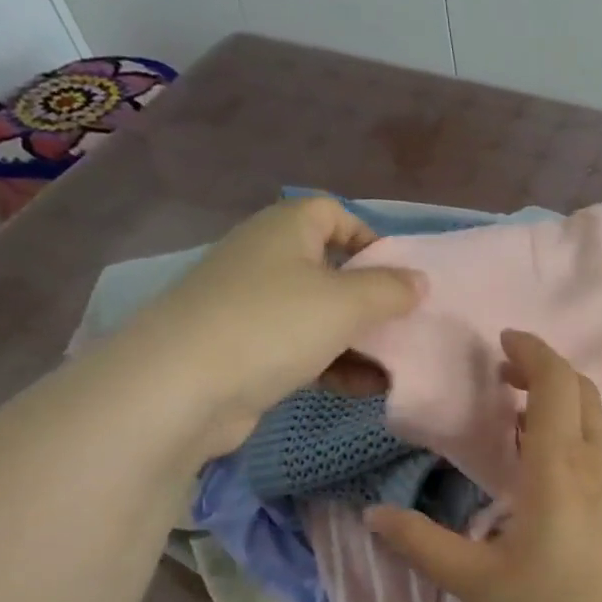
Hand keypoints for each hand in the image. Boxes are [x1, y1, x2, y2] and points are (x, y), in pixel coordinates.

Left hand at [114, 196, 424, 453]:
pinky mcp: (246, 350)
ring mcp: (252, 307)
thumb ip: (390, 290)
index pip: (333, 213)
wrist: (181, 388)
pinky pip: (303, 349)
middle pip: (331, 269)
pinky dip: (335, 364)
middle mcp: (266, 260)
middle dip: (372, 299)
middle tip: (405, 325)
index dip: (370, 238)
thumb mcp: (345, 303)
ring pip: (320, 314)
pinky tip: (366, 388)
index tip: (399, 276)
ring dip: (359, 340)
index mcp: (285, 230)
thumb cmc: (272, 325)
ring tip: (395, 367)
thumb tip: (420, 281)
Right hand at [367, 330, 601, 601]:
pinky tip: (558, 462)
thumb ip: (426, 546)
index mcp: (559, 465)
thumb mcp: (483, 583)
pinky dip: (580, 427)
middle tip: (506, 375)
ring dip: (565, 398)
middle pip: (580, 389)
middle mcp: (597, 459)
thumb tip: (375, 515)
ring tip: (524, 416)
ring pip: (597, 415)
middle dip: (545, 368)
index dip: (532, 351)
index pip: (555, 382)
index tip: (503, 341)